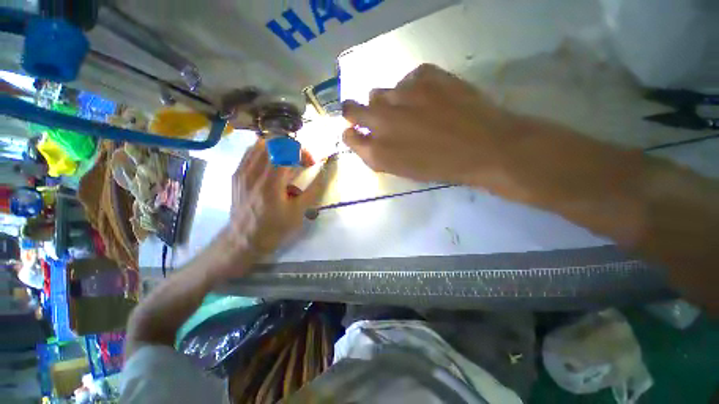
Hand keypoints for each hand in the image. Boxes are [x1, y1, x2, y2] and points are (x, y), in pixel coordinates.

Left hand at [227, 140, 327, 256]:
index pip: (286, 151)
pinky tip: (273, 166)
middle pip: (273, 143)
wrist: (244, 240)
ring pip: (260, 144)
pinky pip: (250, 153)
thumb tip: (325, 171)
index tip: (311, 163)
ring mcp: (241, 172)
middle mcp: (252, 173)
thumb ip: (314, 189)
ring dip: (278, 149)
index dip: (303, 152)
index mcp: (270, 184)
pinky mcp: (236, 175)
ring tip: (287, 162)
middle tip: (301, 161)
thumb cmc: (275, 228)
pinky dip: (266, 153)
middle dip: (292, 148)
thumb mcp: (299, 212)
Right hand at [342, 64, 521, 187]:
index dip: (351, 133)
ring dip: (385, 102)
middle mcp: (381, 120)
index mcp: (377, 151)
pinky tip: (428, 98)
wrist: (484, 148)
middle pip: (351, 108)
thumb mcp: (401, 169)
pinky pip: (406, 79)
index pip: (348, 136)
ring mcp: (401, 94)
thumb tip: (363, 137)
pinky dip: (411, 88)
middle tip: (367, 114)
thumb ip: (377, 154)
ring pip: (378, 92)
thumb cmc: (439, 167)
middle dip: (353, 112)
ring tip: (406, 109)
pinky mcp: (424, 74)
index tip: (357, 132)